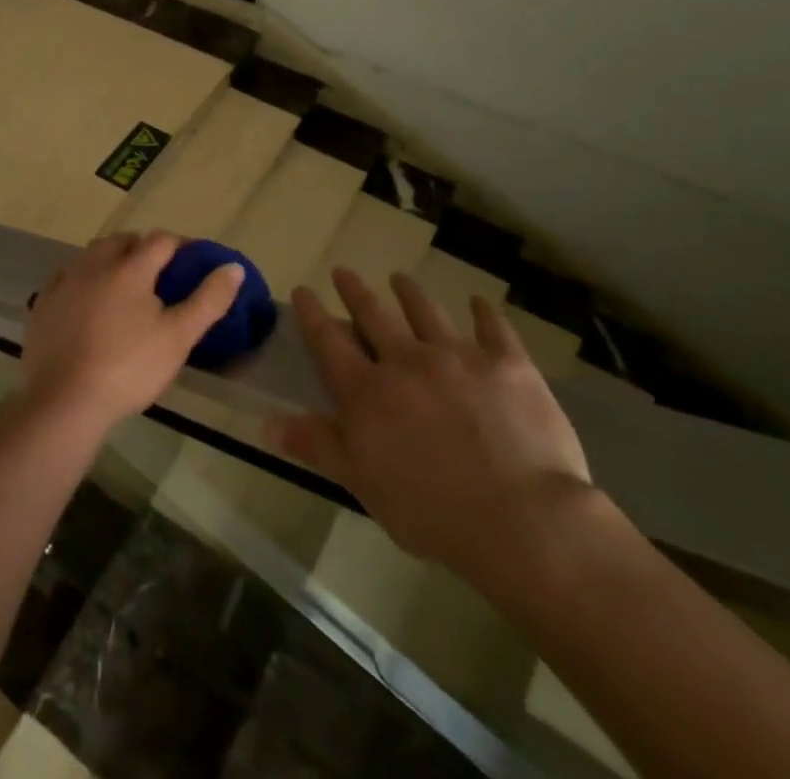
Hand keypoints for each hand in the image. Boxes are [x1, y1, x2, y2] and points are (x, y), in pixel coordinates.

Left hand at [21, 231, 244, 436]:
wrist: (64, 402)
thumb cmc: (129, 368)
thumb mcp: (178, 337)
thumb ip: (208, 300)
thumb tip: (233, 267)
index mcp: (130, 268)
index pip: (161, 241)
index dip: (180, 246)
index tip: (193, 261)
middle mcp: (94, 265)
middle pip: (123, 241)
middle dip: (143, 248)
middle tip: (159, 272)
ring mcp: (64, 283)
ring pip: (92, 255)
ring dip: (111, 259)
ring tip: (124, 283)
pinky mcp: (42, 304)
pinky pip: (66, 277)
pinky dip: (82, 279)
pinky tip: (86, 298)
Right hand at [270, 269, 592, 593]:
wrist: (520, 518)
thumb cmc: (432, 511)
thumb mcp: (363, 484)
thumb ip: (318, 446)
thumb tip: (268, 421)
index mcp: (368, 391)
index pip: (329, 341)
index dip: (312, 314)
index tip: (303, 290)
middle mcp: (407, 360)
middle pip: (374, 315)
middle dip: (355, 291)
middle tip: (344, 271)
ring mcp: (458, 355)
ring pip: (426, 311)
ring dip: (410, 292)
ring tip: (400, 278)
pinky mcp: (506, 362)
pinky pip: (492, 327)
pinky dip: (484, 312)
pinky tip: (479, 302)